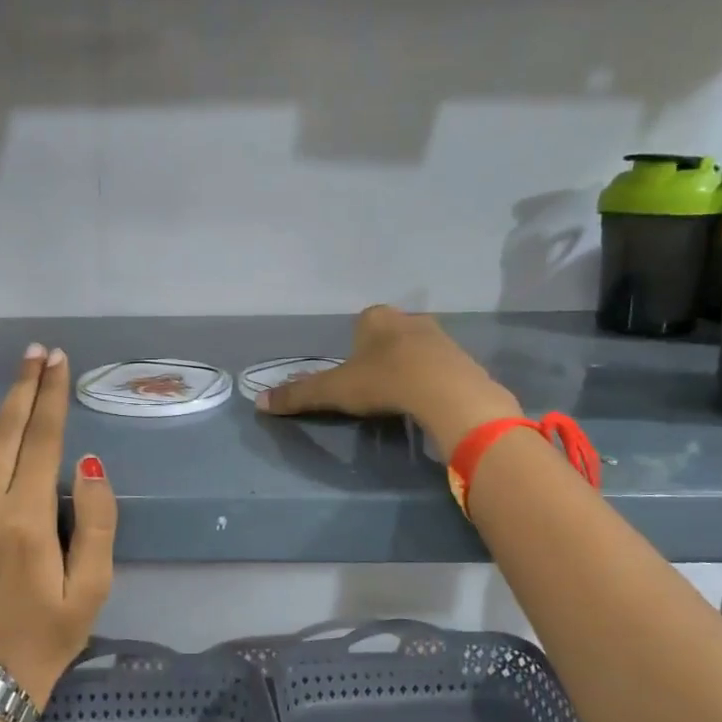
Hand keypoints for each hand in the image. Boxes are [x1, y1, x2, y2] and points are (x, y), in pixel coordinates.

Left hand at [0, 345, 115, 705]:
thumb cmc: (49, 633)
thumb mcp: (94, 586)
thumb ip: (98, 521)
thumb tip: (87, 462)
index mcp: (27, 519)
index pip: (44, 440)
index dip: (52, 396)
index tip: (57, 361)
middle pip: (4, 433)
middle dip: (22, 387)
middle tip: (32, 353)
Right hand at [256, 305, 521, 451]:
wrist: (445, 391)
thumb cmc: (383, 381)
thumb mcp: (334, 390)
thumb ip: (299, 395)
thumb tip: (259, 403)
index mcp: (376, 317)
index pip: (361, 324)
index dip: (355, 349)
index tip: (354, 375)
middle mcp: (408, 318)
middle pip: (389, 335)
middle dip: (382, 355)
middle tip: (375, 386)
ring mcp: (439, 336)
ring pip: (416, 349)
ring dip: (409, 366)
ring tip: (401, 396)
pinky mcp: (461, 358)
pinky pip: (440, 366)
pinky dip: (431, 380)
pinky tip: (426, 400)